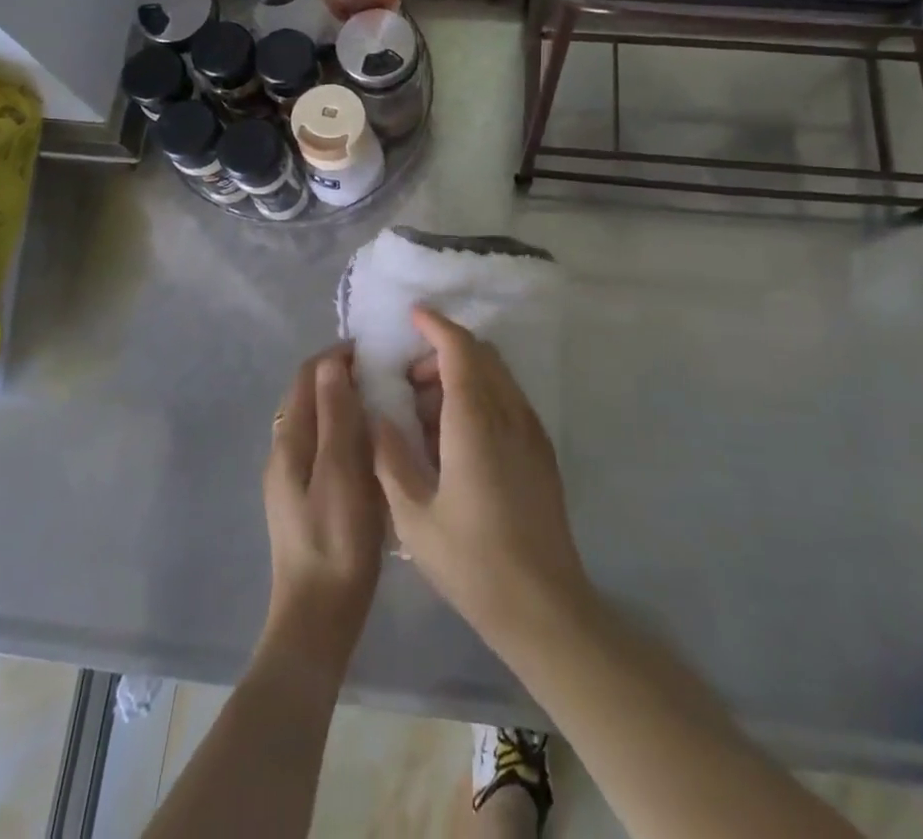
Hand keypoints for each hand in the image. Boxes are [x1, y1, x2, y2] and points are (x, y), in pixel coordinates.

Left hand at [261, 347, 384, 680]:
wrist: (319, 617)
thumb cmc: (336, 540)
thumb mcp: (341, 471)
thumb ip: (336, 416)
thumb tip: (332, 363)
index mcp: (289, 440)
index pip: (307, 375)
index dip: (337, 356)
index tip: (376, 351)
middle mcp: (284, 450)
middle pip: (310, 395)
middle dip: (343, 376)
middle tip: (387, 374)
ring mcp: (293, 476)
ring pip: (318, 420)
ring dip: (346, 403)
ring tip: (386, 403)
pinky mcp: (307, 496)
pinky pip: (325, 445)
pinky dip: (347, 431)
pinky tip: (374, 445)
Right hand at [372, 307, 592, 654]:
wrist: (544, 607)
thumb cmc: (472, 562)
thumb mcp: (414, 517)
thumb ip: (390, 459)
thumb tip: (378, 419)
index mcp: (475, 422)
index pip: (459, 350)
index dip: (436, 325)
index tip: (412, 316)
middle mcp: (509, 414)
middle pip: (481, 355)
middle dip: (443, 352)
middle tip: (409, 381)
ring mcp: (531, 431)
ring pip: (497, 376)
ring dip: (463, 373)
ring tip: (427, 413)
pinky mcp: (541, 451)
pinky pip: (508, 400)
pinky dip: (481, 394)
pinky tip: (457, 436)